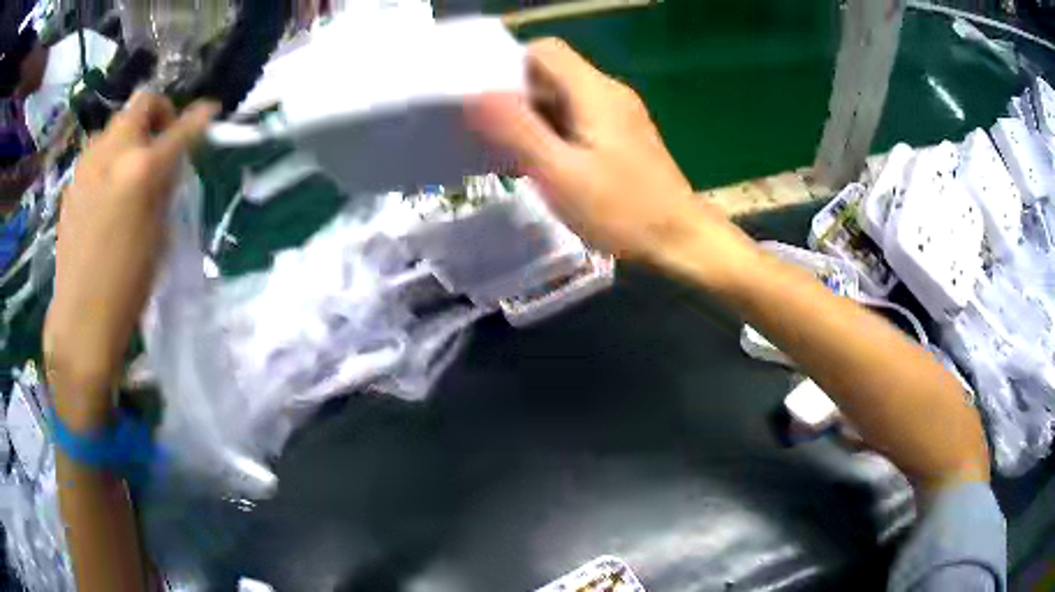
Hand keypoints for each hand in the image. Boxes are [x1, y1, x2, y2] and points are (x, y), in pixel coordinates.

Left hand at [44, 92, 216, 428]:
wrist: (80, 316)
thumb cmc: (127, 285)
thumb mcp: (158, 234)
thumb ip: (164, 187)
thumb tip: (170, 162)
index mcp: (141, 169)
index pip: (181, 129)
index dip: (199, 117)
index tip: (210, 111)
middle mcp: (113, 152)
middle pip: (142, 104)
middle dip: (158, 113)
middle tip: (161, 141)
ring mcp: (88, 163)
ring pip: (116, 126)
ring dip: (130, 135)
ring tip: (130, 170)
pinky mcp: (72, 180)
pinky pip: (96, 152)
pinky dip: (109, 159)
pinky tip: (106, 192)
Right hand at [467, 38, 751, 272]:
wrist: (681, 239)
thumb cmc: (623, 209)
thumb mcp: (561, 173)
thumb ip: (519, 130)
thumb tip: (479, 94)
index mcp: (594, 91)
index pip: (545, 51)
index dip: (510, 66)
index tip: (486, 98)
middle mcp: (608, 92)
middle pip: (553, 73)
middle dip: (517, 95)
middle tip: (491, 132)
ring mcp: (619, 114)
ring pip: (564, 98)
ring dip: (534, 117)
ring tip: (510, 151)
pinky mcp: (623, 136)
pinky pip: (578, 119)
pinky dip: (554, 132)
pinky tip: (543, 163)